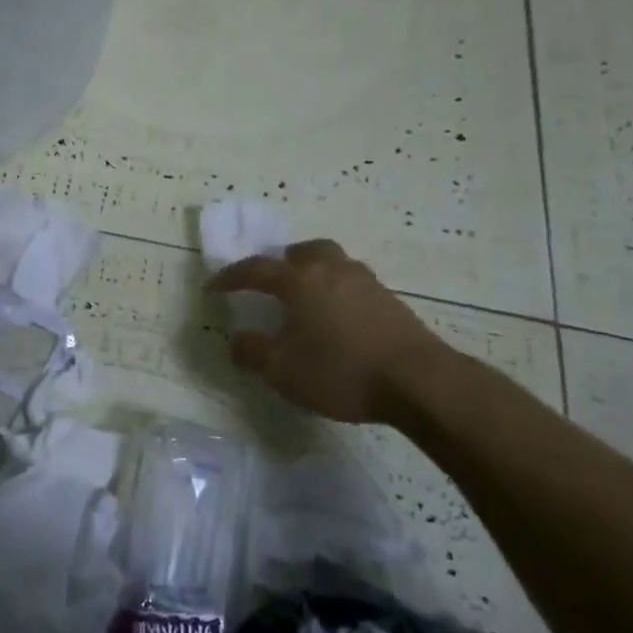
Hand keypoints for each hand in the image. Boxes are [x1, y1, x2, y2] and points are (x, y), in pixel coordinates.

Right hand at [209, 239, 450, 427]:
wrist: (418, 381)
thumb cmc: (340, 370)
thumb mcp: (282, 370)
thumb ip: (252, 352)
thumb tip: (236, 339)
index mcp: (299, 281)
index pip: (255, 269)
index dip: (231, 278)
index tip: (213, 287)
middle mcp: (331, 270)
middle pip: (304, 251)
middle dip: (283, 261)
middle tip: (274, 280)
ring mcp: (366, 282)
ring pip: (334, 263)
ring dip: (315, 273)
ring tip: (309, 300)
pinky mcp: (391, 301)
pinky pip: (355, 284)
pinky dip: (339, 293)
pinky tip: (340, 320)